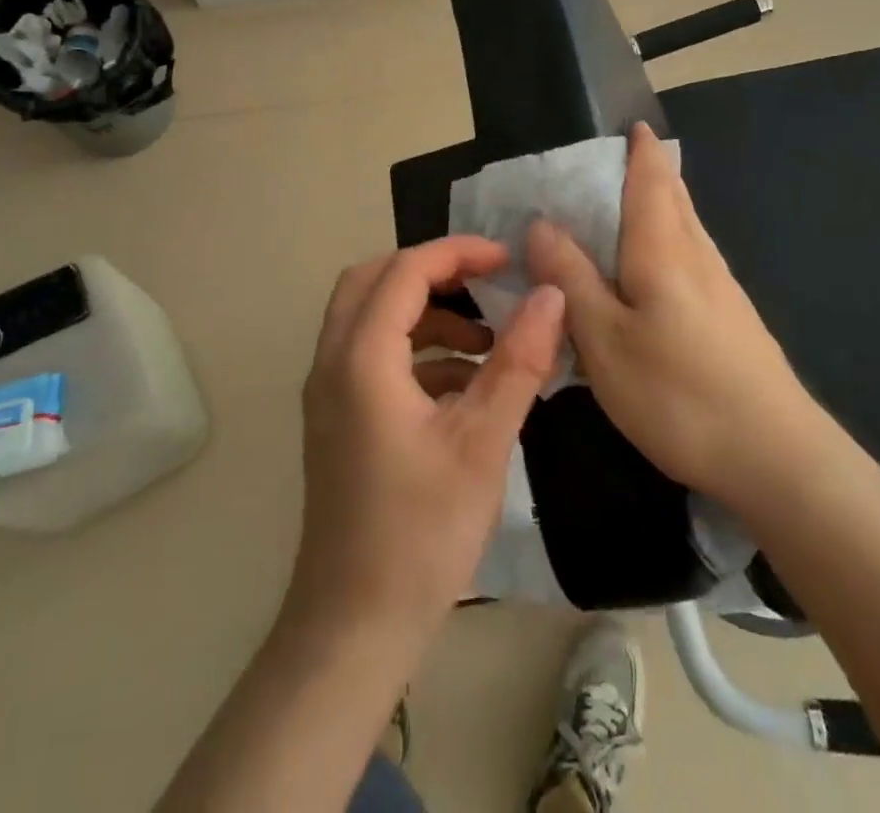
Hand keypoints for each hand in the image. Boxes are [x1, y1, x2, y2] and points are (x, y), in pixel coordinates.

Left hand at [284, 237, 565, 655]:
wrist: (354, 627)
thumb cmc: (420, 532)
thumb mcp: (483, 442)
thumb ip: (518, 361)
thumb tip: (551, 296)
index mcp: (361, 357)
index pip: (405, 270)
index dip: (458, 252)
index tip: (508, 258)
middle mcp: (332, 362)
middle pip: (373, 280)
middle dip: (431, 270)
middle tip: (486, 282)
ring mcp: (328, 392)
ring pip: (369, 317)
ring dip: (424, 312)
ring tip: (485, 340)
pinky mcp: (337, 419)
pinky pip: (371, 356)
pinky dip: (415, 350)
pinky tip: (463, 385)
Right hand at [526, 121, 812, 506]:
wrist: (777, 458)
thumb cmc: (678, 392)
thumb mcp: (604, 338)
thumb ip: (571, 277)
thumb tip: (542, 222)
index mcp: (662, 250)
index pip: (652, 181)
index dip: (642, 150)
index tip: (632, 125)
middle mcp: (697, 257)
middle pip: (675, 198)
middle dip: (652, 172)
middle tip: (619, 160)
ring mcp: (722, 289)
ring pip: (687, 228)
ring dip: (663, 205)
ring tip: (630, 204)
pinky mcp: (732, 319)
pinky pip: (693, 258)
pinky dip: (670, 241)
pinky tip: (657, 268)